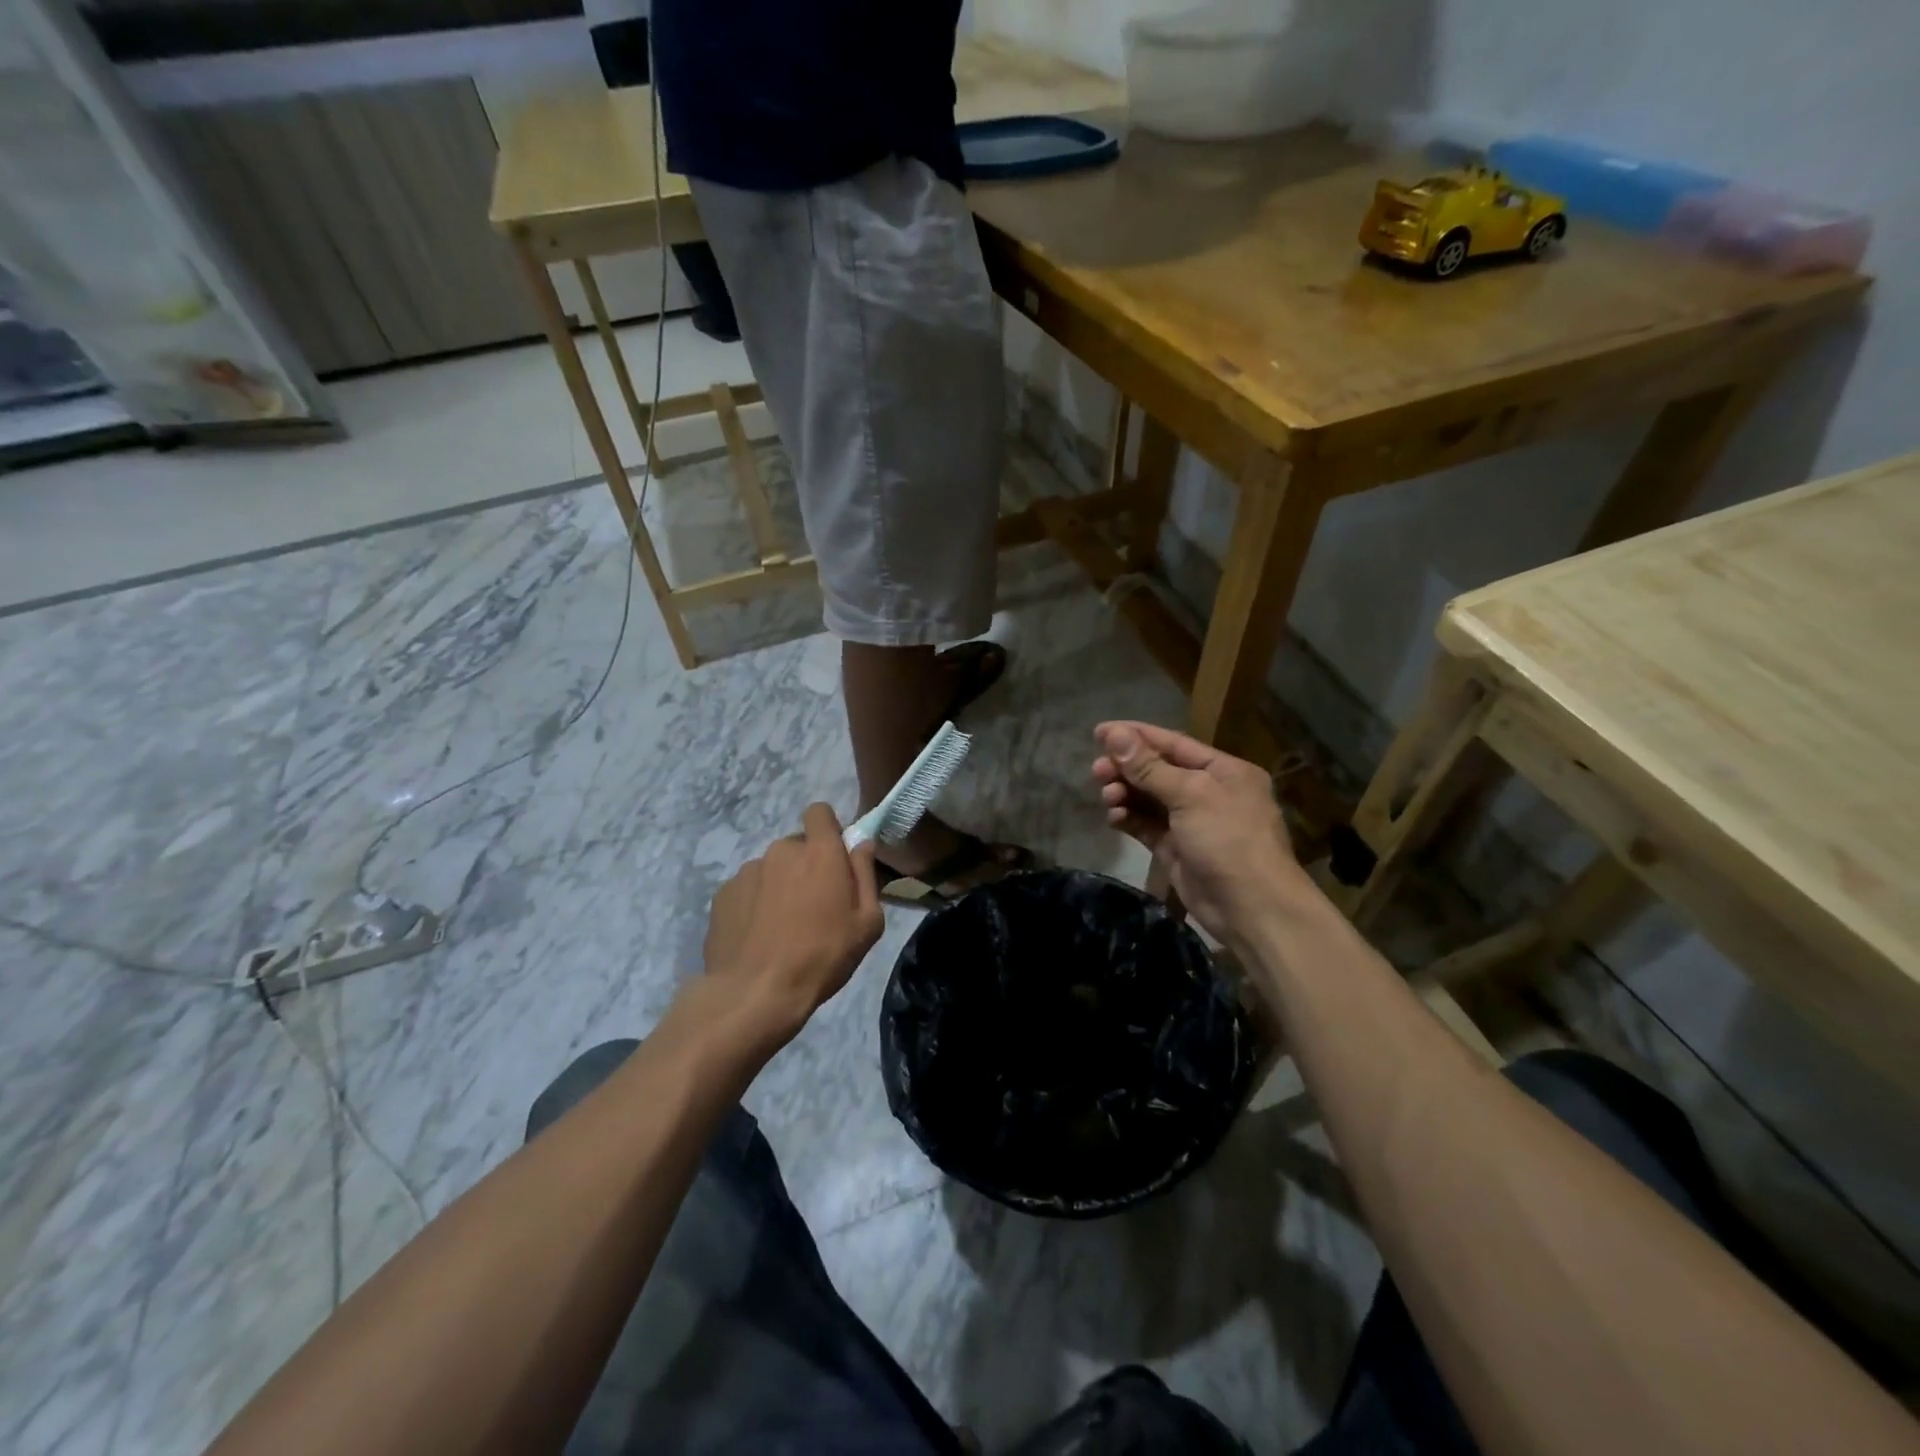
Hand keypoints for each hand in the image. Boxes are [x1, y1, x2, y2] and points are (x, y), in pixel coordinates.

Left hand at [701, 803, 883, 1045]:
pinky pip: (747, 889)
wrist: (755, 993)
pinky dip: (754, 904)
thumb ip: (866, 874)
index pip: (819, 812)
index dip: (828, 829)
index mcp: (819, 852)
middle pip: (796, 845)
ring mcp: (747, 871)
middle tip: (813, 905)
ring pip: (771, 869)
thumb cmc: (822, 956)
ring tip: (782, 927)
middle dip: (806, 865)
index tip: (834, 858)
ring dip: (779, 886)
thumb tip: (861, 844)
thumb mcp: (867, 923)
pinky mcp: (723, 894)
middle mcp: (781, 850)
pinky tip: (758, 936)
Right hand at [1092, 721, 1303, 945]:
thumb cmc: (1228, 840)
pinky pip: (1147, 825)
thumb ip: (1149, 767)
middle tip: (1096, 771)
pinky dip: (1129, 818)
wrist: (1252, 909)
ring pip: (1149, 799)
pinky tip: (1114, 817)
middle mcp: (1208, 792)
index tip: (1099, 732)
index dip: (1136, 736)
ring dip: (1125, 793)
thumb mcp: (1190, 795)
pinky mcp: (1177, 849)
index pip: (1173, 743)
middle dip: (1126, 768)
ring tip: (1107, 796)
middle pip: (1158, 771)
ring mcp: (1192, 822)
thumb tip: (1114, 733)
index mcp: (1223, 770)